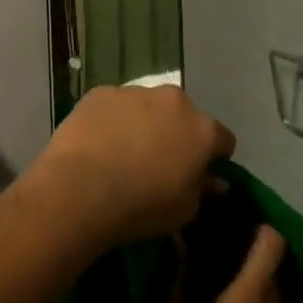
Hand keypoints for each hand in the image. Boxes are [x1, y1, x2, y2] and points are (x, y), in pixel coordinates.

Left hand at [31, 85, 234, 247]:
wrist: (80, 188)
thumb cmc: (141, 206)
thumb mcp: (185, 211)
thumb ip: (202, 189)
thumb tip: (212, 180)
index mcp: (202, 129)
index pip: (222, 139)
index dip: (213, 157)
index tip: (199, 173)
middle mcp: (173, 101)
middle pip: (183, 115)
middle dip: (176, 133)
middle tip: (159, 161)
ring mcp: (134, 91)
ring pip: (146, 106)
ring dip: (143, 122)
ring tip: (123, 152)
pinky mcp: (100, 92)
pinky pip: (114, 105)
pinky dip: (112, 119)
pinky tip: (98, 143)